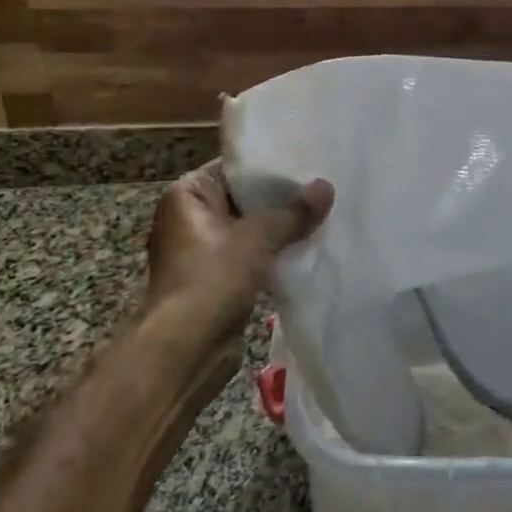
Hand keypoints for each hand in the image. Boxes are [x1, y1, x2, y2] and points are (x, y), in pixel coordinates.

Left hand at [145, 161, 333, 348]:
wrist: (185, 349)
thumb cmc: (212, 277)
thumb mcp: (258, 237)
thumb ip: (294, 212)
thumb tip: (327, 187)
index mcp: (188, 194)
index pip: (235, 167)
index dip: (272, 166)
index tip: (309, 162)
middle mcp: (190, 217)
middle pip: (245, 198)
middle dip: (281, 199)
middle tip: (323, 188)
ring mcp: (203, 251)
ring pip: (251, 229)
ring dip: (280, 229)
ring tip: (323, 216)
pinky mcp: (216, 279)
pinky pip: (251, 256)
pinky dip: (274, 254)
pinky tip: (308, 248)